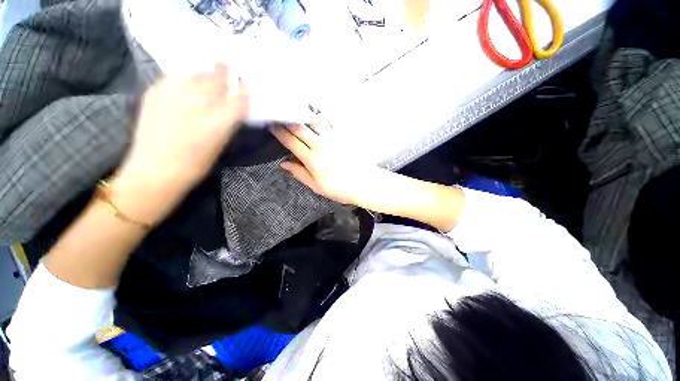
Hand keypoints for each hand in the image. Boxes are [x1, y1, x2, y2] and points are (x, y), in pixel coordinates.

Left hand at [113, 64, 248, 222]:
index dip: (244, 89)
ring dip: (204, 72)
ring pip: (195, 74)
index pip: (239, 98)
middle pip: (216, 79)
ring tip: (207, 71)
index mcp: (219, 121)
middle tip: (225, 65)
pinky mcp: (154, 93)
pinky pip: (174, 77)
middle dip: (223, 71)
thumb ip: (227, 121)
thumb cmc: (195, 163)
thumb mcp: (220, 143)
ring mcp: (174, 95)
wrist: (156, 170)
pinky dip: (183, 77)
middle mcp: (199, 104)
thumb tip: (231, 106)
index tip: (245, 83)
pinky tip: (185, 81)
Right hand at [270, 118, 385, 205]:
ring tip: (294, 107)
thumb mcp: (316, 186)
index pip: (291, 142)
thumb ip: (299, 173)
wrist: (363, 183)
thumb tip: (284, 163)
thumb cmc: (340, 188)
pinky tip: (316, 112)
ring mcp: (333, 138)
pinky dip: (321, 115)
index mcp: (312, 160)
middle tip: (279, 114)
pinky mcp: (344, 136)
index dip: (279, 133)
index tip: (272, 126)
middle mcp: (321, 145)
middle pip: (300, 128)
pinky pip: (330, 122)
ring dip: (302, 113)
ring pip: (314, 121)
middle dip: (287, 120)